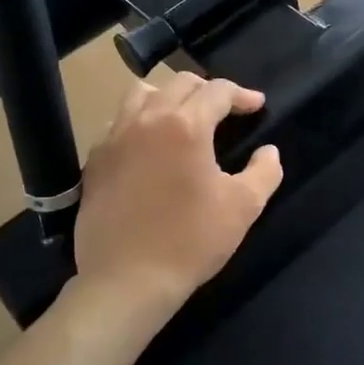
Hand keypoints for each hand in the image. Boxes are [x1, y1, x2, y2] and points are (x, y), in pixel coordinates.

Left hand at [67, 72, 282, 336]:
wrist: (127, 280)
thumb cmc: (191, 241)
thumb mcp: (243, 207)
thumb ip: (265, 172)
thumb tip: (269, 152)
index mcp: (186, 125)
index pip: (217, 91)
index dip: (242, 95)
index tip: (256, 106)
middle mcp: (147, 119)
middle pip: (179, 84)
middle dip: (208, 90)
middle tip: (225, 110)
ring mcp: (114, 138)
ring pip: (141, 94)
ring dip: (168, 97)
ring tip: (182, 116)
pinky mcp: (95, 160)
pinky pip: (118, 123)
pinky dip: (138, 121)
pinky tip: (148, 145)